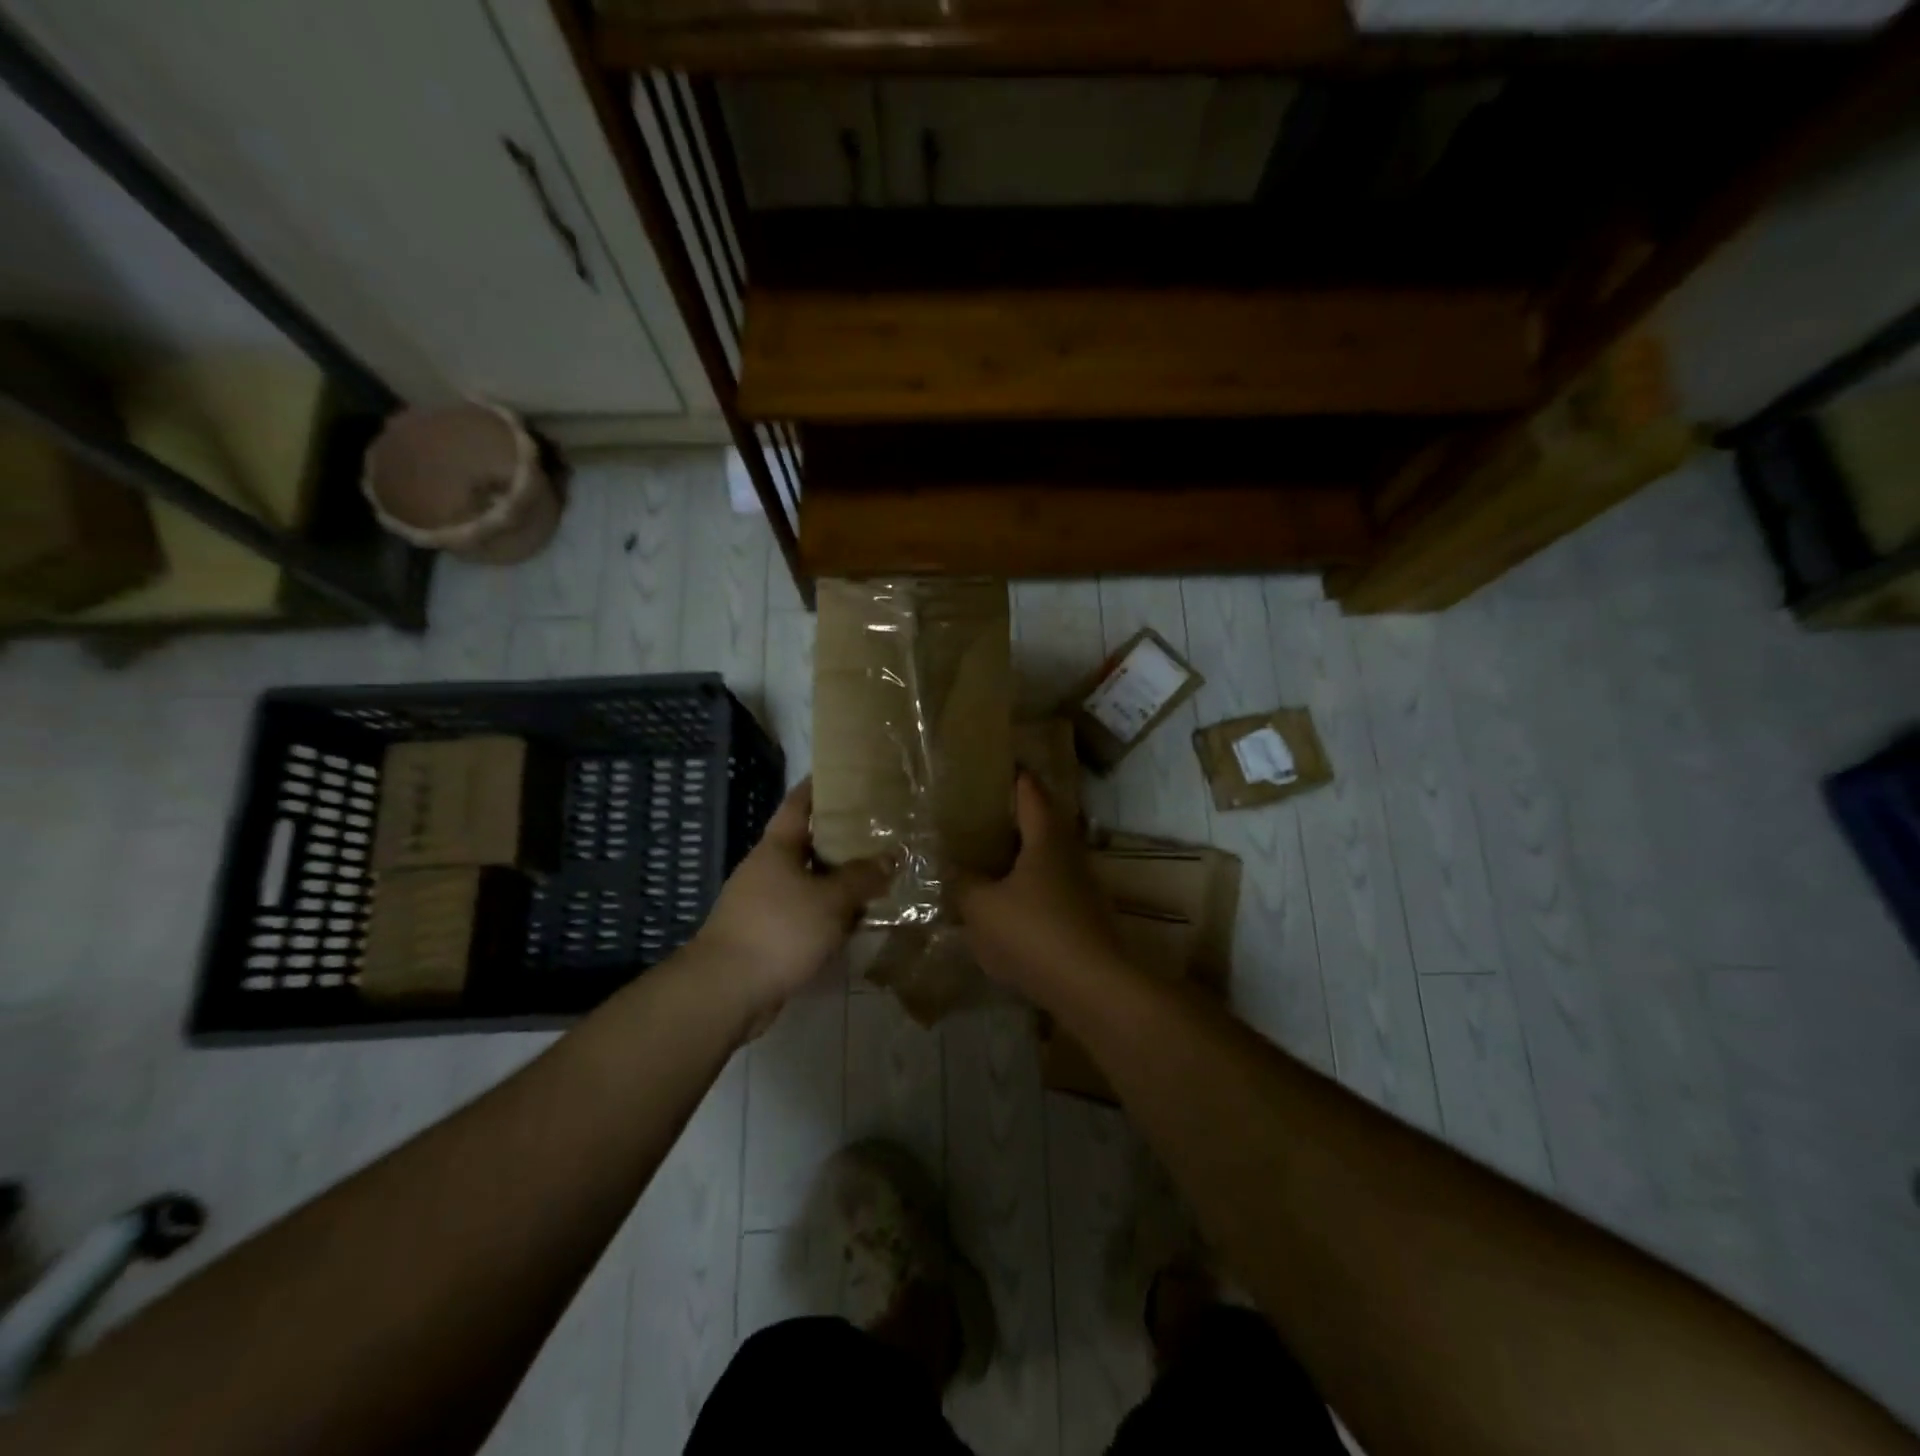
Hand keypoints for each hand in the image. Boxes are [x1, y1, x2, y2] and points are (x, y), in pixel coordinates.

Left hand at [694, 779, 892, 1035]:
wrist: (726, 991)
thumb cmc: (779, 930)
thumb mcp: (830, 900)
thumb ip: (862, 877)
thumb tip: (891, 857)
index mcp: (777, 848)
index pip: (799, 803)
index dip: (820, 786)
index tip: (846, 773)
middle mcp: (769, 869)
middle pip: (809, 844)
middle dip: (843, 839)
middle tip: (881, 830)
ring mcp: (765, 903)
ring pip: (811, 883)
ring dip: (840, 882)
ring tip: (879, 876)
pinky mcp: (769, 935)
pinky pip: (807, 915)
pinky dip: (830, 915)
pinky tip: (857, 922)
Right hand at [957, 772, 1123, 998]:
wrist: (1092, 987)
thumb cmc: (1035, 933)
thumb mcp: (982, 907)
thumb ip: (963, 883)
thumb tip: (951, 867)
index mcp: (1045, 840)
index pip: (1030, 794)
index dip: (1016, 777)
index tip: (1001, 764)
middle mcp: (1069, 856)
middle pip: (1042, 826)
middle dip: (1015, 819)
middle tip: (982, 815)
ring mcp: (1081, 889)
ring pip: (1047, 862)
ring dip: (1021, 858)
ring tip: (988, 860)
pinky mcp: (1083, 919)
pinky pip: (1049, 893)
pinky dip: (1028, 891)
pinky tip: (1006, 908)